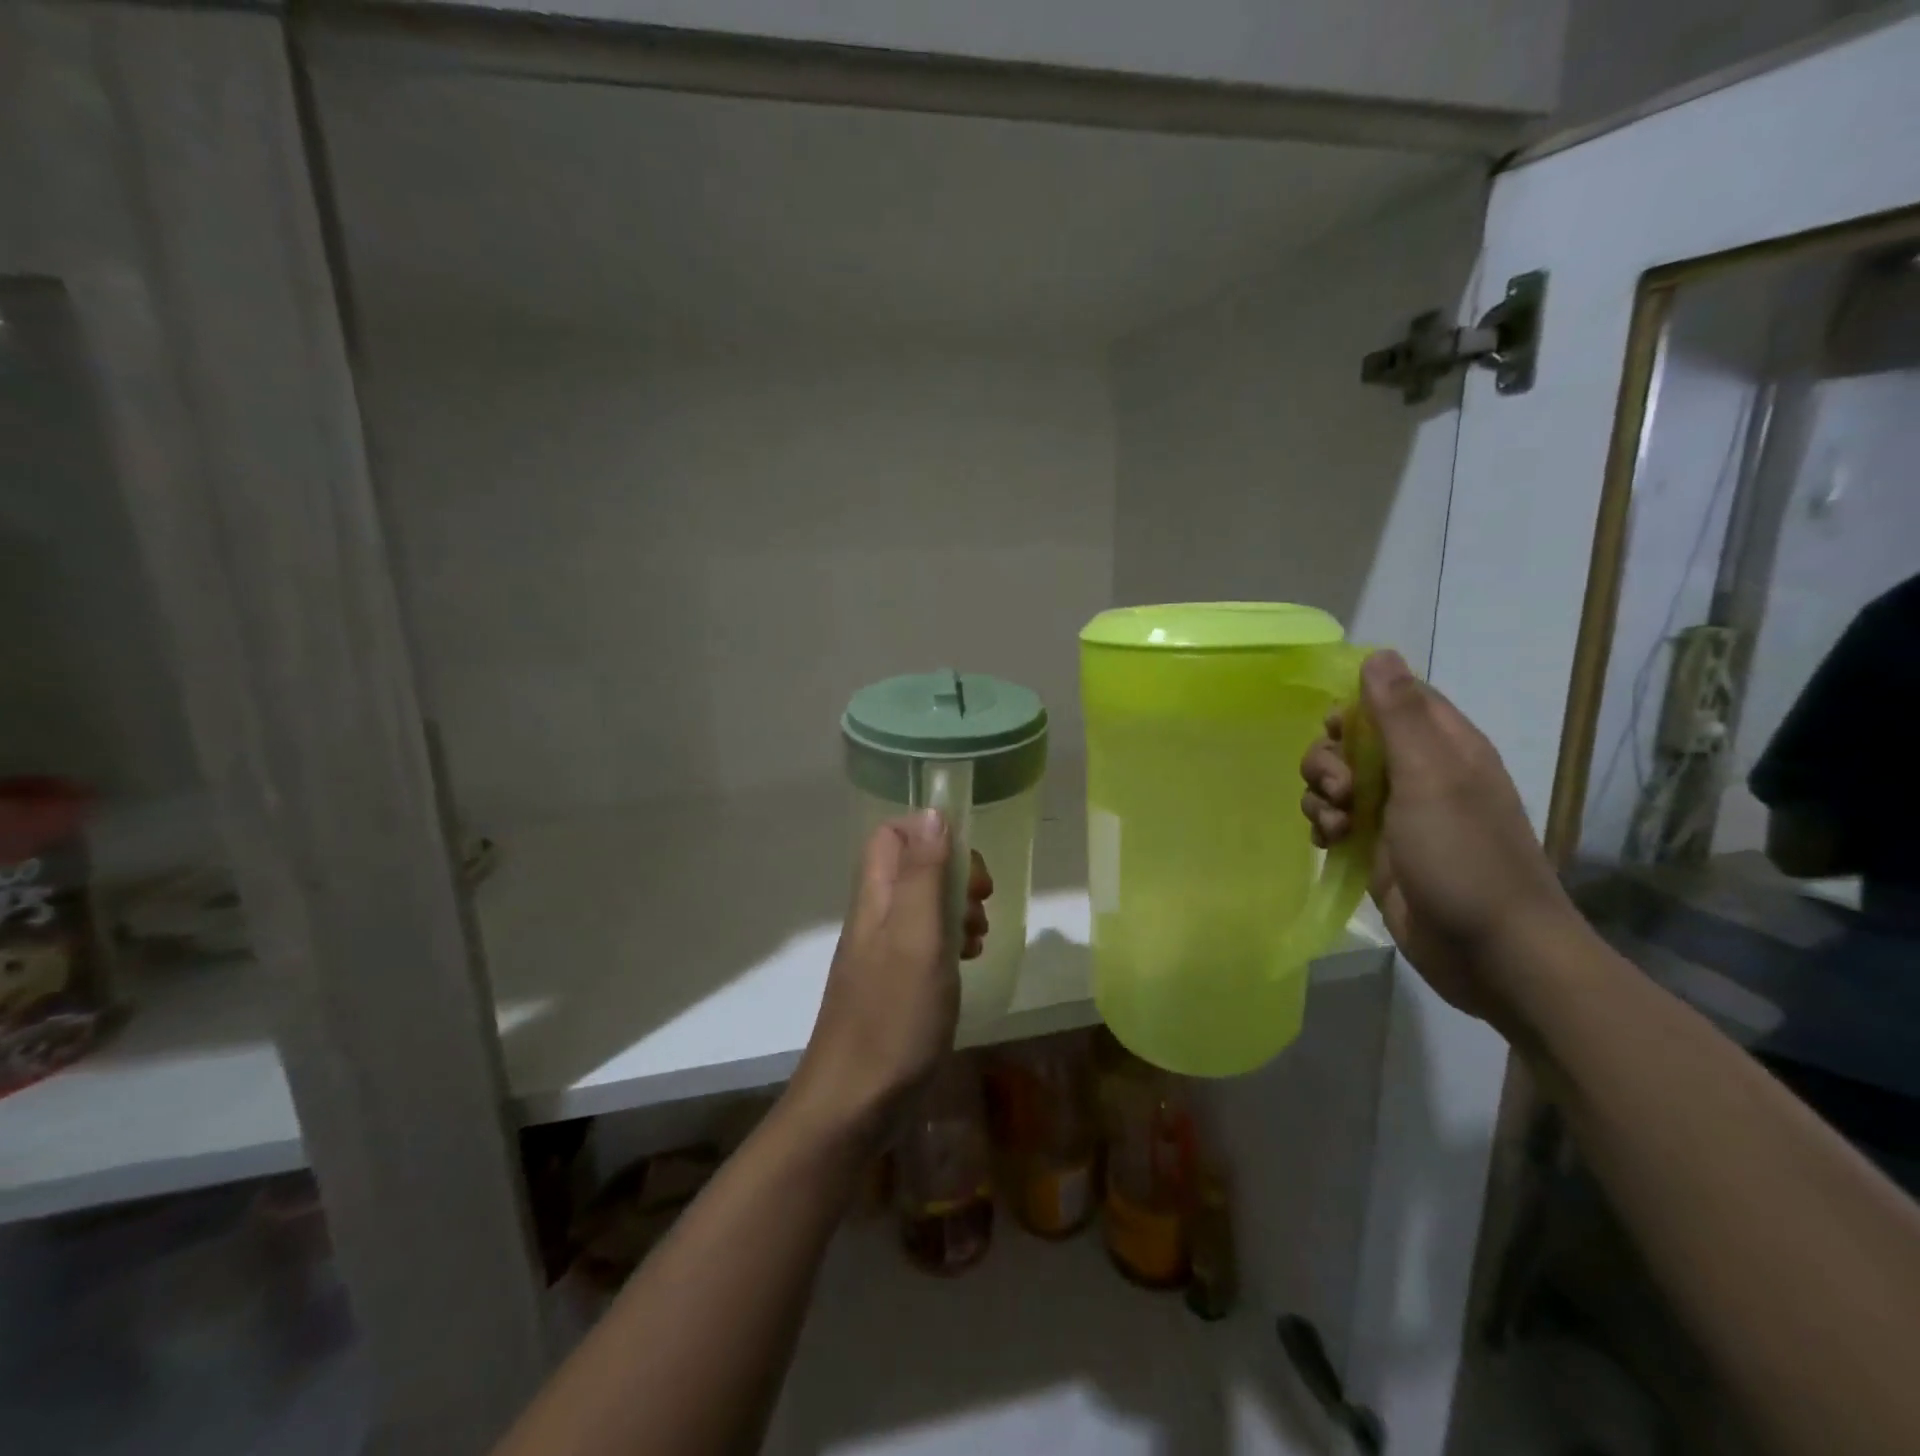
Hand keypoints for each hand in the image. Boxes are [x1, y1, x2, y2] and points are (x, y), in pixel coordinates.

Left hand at [790, 812, 991, 1142]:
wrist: (852, 1105)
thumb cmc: (892, 1018)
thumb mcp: (918, 938)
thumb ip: (924, 875)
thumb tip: (933, 812)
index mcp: (875, 898)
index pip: (891, 834)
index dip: (930, 834)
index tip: (967, 865)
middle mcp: (874, 917)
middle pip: (911, 867)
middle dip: (953, 874)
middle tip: (981, 903)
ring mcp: (881, 953)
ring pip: (922, 905)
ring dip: (956, 909)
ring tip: (979, 936)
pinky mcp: (892, 984)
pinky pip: (924, 942)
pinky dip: (949, 942)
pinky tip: (966, 963)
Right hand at [1300, 650, 1576, 1024]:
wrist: (1489, 951)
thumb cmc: (1464, 857)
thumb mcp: (1430, 777)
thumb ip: (1399, 715)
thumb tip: (1378, 654)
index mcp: (1443, 746)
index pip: (1391, 698)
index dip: (1356, 706)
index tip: (1337, 732)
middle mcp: (1418, 772)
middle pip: (1351, 740)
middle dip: (1329, 761)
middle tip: (1341, 792)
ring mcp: (1395, 813)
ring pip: (1335, 780)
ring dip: (1322, 797)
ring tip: (1338, 827)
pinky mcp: (1376, 848)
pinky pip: (1334, 819)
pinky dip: (1324, 825)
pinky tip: (1329, 844)